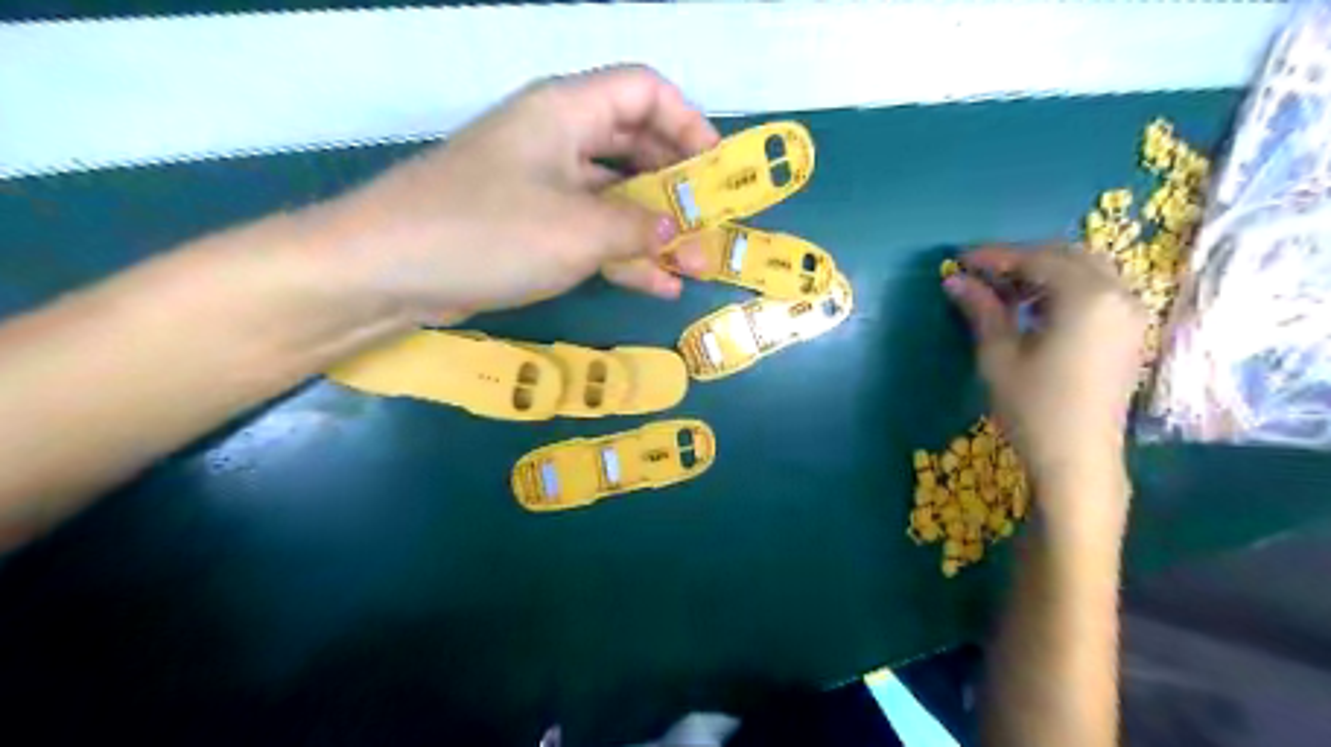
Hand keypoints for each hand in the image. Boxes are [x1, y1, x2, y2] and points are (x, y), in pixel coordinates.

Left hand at [305, 61, 717, 319]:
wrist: (389, 271)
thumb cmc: (488, 232)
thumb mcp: (577, 230)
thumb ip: (637, 228)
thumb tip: (675, 232)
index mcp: (567, 112)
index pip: (645, 92)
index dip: (689, 124)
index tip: (717, 170)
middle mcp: (558, 140)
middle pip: (636, 147)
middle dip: (678, 189)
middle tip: (711, 226)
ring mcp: (544, 187)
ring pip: (616, 198)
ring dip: (656, 231)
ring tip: (694, 266)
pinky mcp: (531, 228)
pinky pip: (591, 233)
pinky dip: (624, 255)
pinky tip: (658, 285)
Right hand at [945, 244, 1143, 531]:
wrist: (1077, 459)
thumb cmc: (1033, 407)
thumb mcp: (999, 356)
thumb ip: (982, 310)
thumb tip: (955, 280)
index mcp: (1087, 297)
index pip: (1036, 259)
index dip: (994, 256)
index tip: (959, 259)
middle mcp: (1119, 294)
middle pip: (1067, 255)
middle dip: (1022, 258)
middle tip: (981, 273)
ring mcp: (1131, 313)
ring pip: (1087, 270)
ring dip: (1045, 270)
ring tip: (1003, 289)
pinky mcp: (1130, 332)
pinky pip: (1098, 290)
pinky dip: (1065, 287)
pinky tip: (1035, 307)